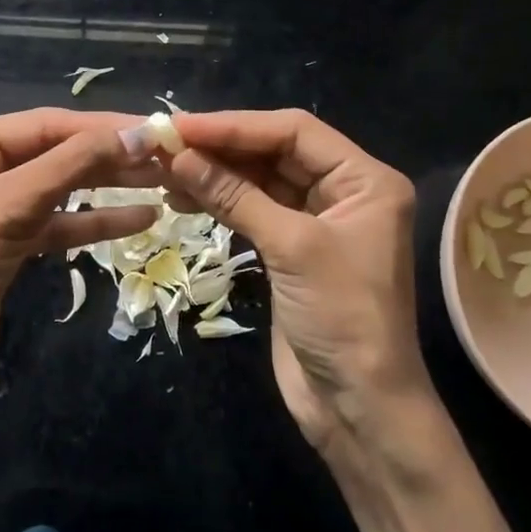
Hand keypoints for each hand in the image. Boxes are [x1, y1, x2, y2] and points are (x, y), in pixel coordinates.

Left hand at [0, 109, 159, 407]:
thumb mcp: (12, 206)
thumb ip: (75, 165)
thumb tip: (138, 134)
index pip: (46, 124)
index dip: (102, 127)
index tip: (156, 130)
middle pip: (55, 153)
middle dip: (109, 157)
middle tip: (166, 158)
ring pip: (60, 189)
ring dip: (108, 187)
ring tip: (162, 183)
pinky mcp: (6, 246)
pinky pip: (56, 224)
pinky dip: (93, 222)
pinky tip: (138, 220)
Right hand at [164, 110, 432, 451]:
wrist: (359, 406)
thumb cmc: (342, 317)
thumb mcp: (292, 248)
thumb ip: (235, 196)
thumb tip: (178, 155)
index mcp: (365, 179)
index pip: (294, 131)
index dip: (236, 125)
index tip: (181, 126)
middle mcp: (345, 191)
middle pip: (276, 152)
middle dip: (222, 148)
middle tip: (166, 144)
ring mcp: (317, 221)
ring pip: (260, 181)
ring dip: (216, 174)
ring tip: (166, 172)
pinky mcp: (293, 249)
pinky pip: (254, 210)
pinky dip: (221, 203)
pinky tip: (184, 198)